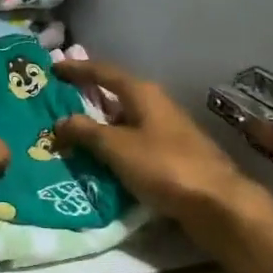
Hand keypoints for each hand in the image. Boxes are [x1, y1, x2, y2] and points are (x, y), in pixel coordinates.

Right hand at [52, 58, 271, 235]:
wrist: (218, 204)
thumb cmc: (164, 166)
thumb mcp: (117, 148)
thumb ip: (86, 132)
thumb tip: (60, 121)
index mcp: (142, 93)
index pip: (103, 72)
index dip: (77, 69)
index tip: (53, 68)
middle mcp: (156, 104)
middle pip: (115, 94)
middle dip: (88, 97)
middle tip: (59, 102)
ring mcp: (167, 130)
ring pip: (125, 120)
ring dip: (101, 125)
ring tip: (73, 133)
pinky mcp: (173, 155)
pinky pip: (134, 142)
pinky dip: (115, 145)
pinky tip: (102, 159)